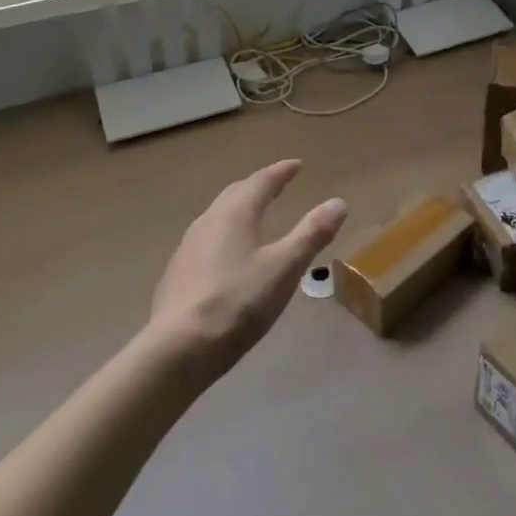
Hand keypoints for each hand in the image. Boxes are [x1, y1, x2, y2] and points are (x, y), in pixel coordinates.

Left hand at [148, 159, 346, 377]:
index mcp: (234, 213)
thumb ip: (311, 234)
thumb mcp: (285, 268)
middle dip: (258, 187)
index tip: (296, 165)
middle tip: (276, 185)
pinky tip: (228, 256)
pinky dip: (224, 236)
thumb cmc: (238, 302)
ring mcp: (187, 248)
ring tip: (254, 216)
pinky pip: (206, 241)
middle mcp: (208, 221)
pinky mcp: (176, 275)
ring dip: (238, 210)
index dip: (281, 172)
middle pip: (235, 194)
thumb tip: (338, 202)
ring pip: (217, 217)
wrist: (178, 349)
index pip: (261, 181)